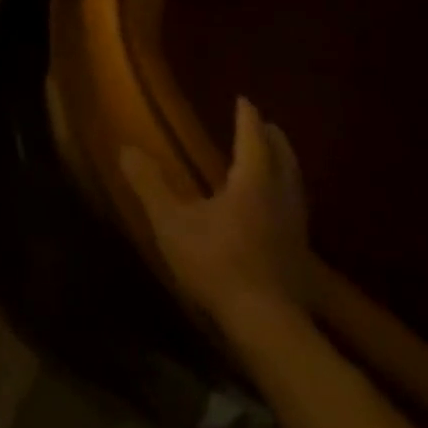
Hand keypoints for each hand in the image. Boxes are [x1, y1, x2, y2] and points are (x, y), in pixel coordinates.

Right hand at [119, 98, 311, 326]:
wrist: (267, 328)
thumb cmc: (217, 264)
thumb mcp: (171, 221)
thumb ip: (150, 184)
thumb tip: (126, 148)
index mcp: (253, 184)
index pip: (252, 140)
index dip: (247, 118)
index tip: (244, 100)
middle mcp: (280, 201)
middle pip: (284, 162)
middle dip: (275, 141)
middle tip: (268, 126)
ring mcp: (296, 233)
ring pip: (296, 189)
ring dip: (287, 170)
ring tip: (278, 162)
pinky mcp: (301, 263)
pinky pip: (297, 215)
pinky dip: (289, 199)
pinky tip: (280, 214)